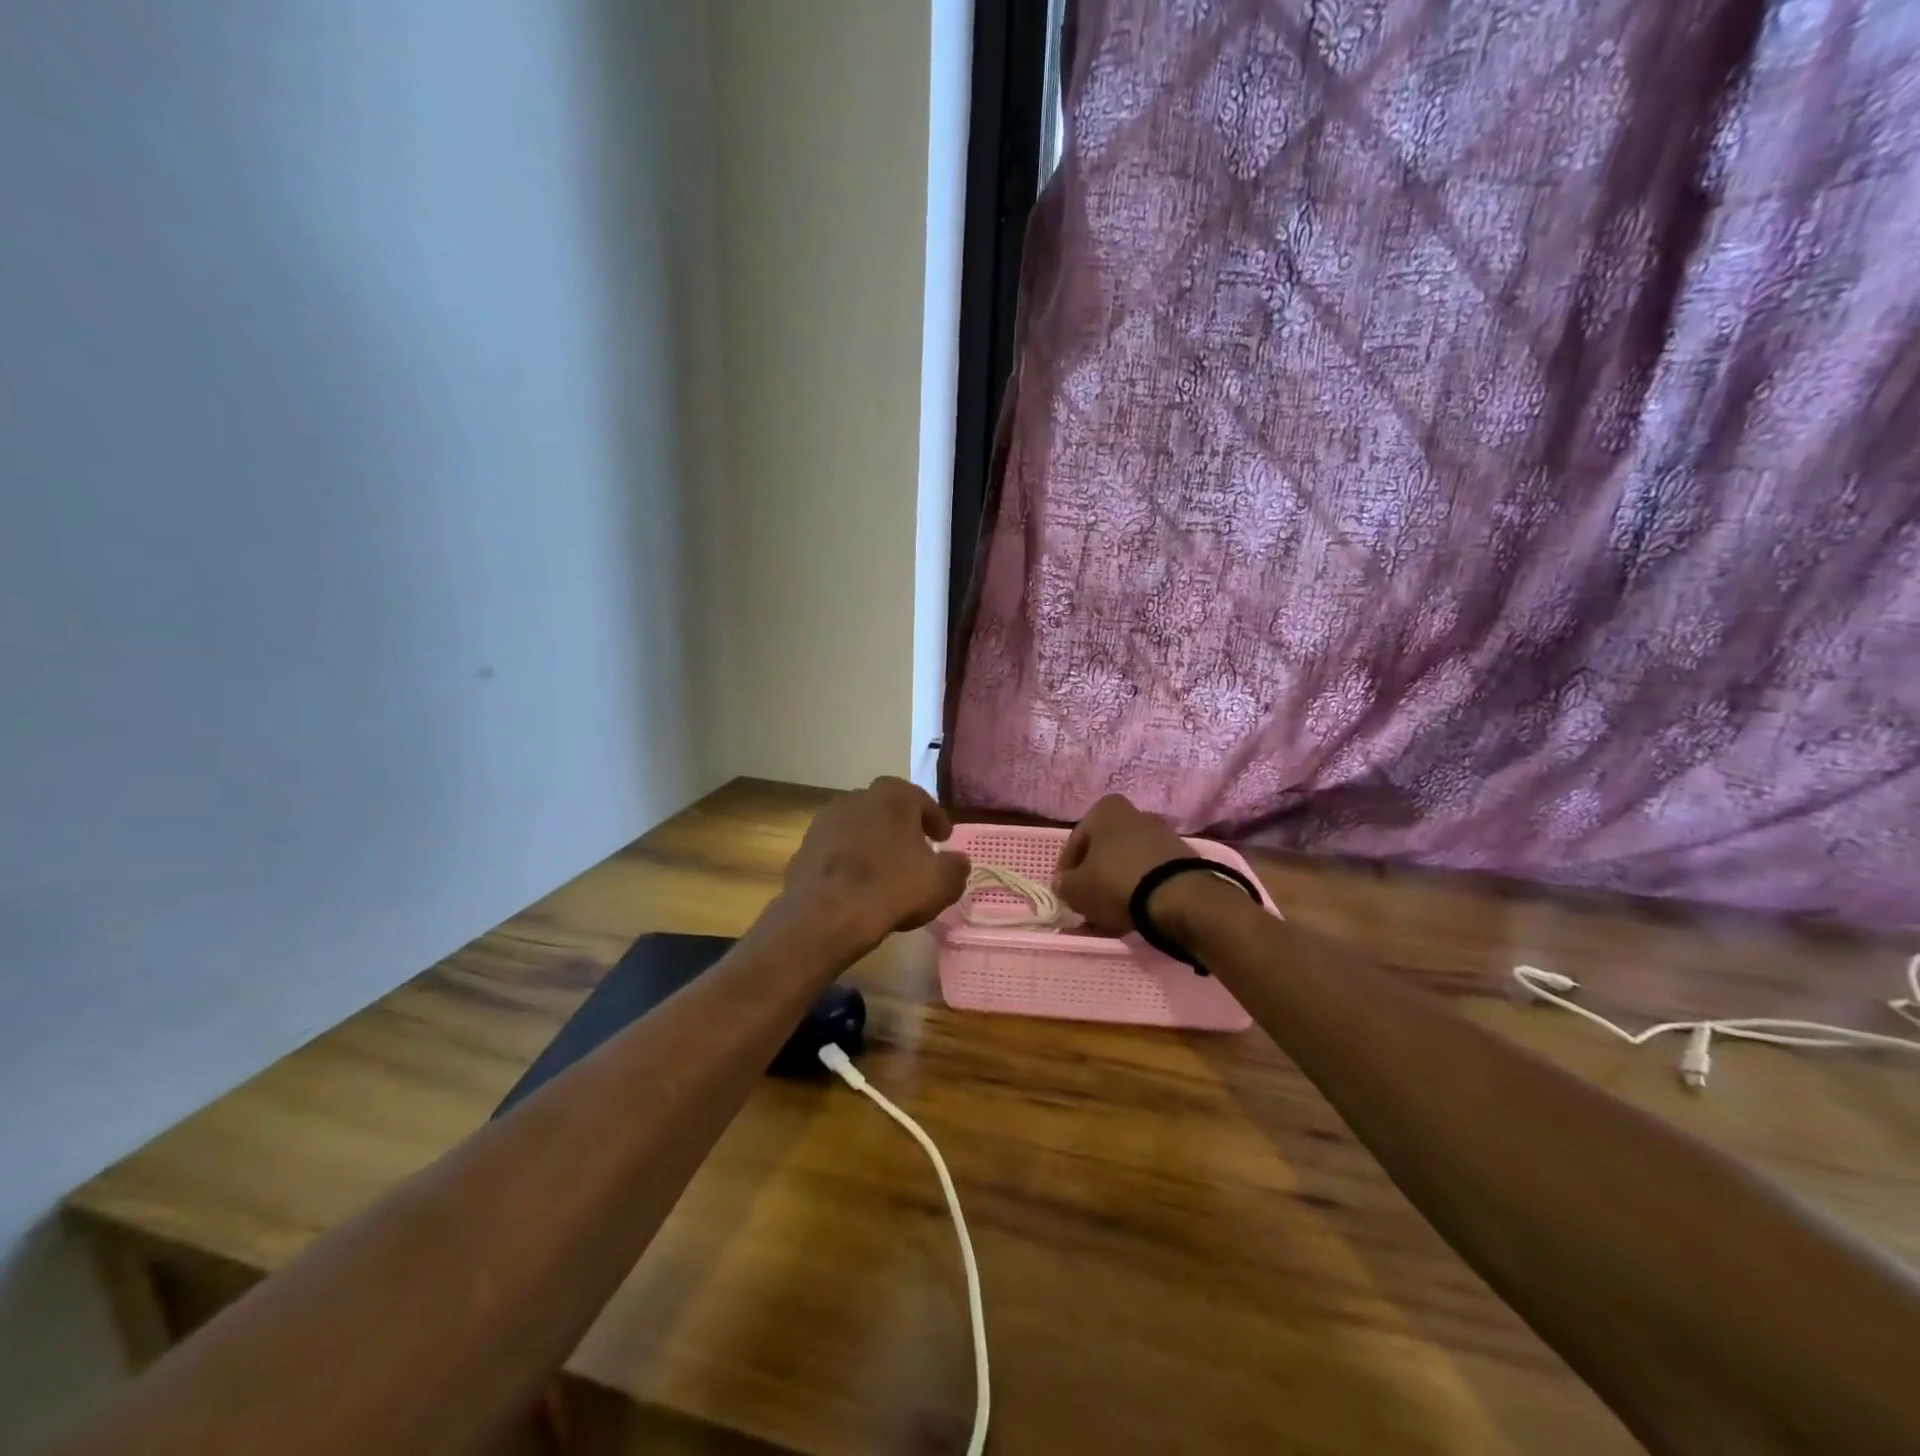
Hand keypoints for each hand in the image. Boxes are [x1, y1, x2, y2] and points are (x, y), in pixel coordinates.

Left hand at [780, 777, 970, 954]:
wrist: (825, 914)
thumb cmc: (892, 888)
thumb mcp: (942, 882)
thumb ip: (956, 867)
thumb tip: (958, 861)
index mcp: (894, 796)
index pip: (922, 800)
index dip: (936, 820)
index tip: (944, 838)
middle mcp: (858, 797)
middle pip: (888, 809)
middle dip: (903, 826)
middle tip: (916, 849)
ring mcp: (827, 819)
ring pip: (860, 826)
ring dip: (874, 841)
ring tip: (886, 868)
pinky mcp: (806, 845)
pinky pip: (838, 848)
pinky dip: (850, 859)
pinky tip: (858, 883)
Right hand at [1055, 794, 1190, 934]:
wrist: (1177, 896)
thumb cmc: (1115, 881)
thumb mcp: (1076, 889)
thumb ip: (1064, 885)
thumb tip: (1064, 883)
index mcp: (1106, 810)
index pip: (1075, 842)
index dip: (1066, 870)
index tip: (1064, 892)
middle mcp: (1135, 815)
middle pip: (1104, 852)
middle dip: (1093, 880)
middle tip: (1084, 906)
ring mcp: (1161, 837)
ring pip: (1126, 866)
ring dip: (1114, 890)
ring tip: (1105, 920)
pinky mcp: (1181, 861)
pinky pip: (1148, 877)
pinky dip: (1136, 894)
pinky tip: (1128, 918)